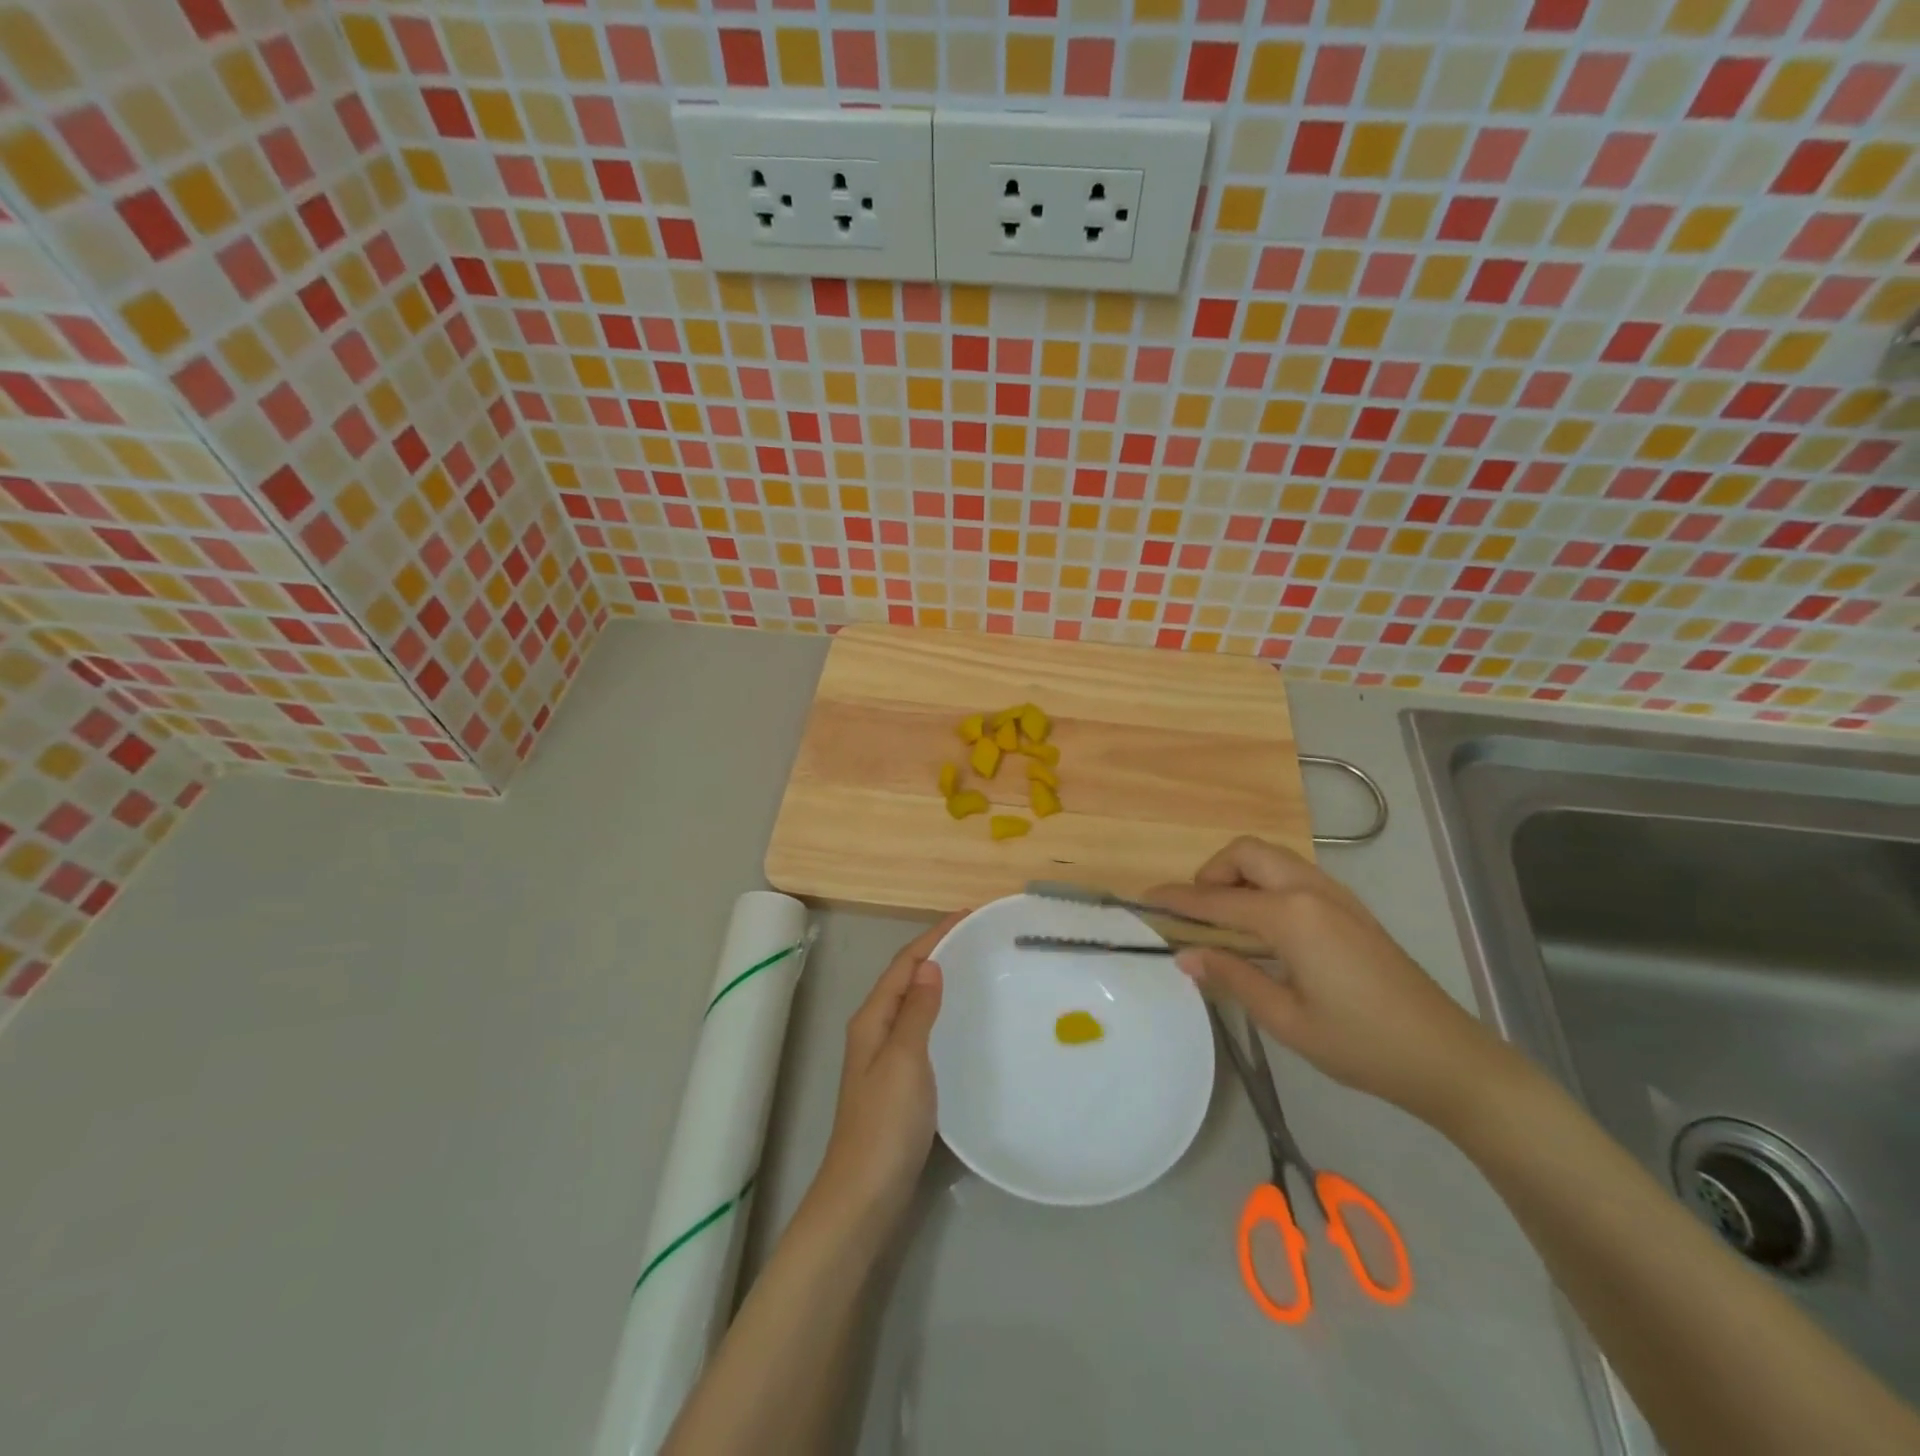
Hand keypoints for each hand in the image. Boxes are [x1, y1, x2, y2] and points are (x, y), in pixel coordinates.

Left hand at [812, 915, 960, 1228]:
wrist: (865, 1193)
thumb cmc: (886, 1122)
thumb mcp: (905, 1059)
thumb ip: (917, 1011)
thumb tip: (930, 965)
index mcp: (872, 1018)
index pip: (904, 964)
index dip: (933, 936)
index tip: (967, 915)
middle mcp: (875, 1030)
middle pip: (906, 978)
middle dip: (937, 952)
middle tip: (977, 938)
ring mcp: (884, 1057)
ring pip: (913, 1003)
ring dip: (938, 980)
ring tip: (974, 968)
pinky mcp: (898, 1081)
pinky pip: (920, 1029)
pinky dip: (940, 1012)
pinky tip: (961, 1021)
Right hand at [1148, 838, 1504, 1123]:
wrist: (1447, 1057)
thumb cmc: (1362, 1045)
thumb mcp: (1286, 1019)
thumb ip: (1232, 977)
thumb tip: (1184, 955)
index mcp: (1292, 917)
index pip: (1219, 898)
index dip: (1178, 900)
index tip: (1145, 900)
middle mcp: (1312, 891)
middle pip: (1247, 852)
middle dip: (1212, 871)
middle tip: (1199, 913)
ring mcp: (1336, 895)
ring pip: (1273, 858)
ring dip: (1240, 873)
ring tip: (1226, 919)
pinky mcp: (1350, 908)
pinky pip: (1294, 874)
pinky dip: (1265, 882)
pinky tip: (1265, 927)